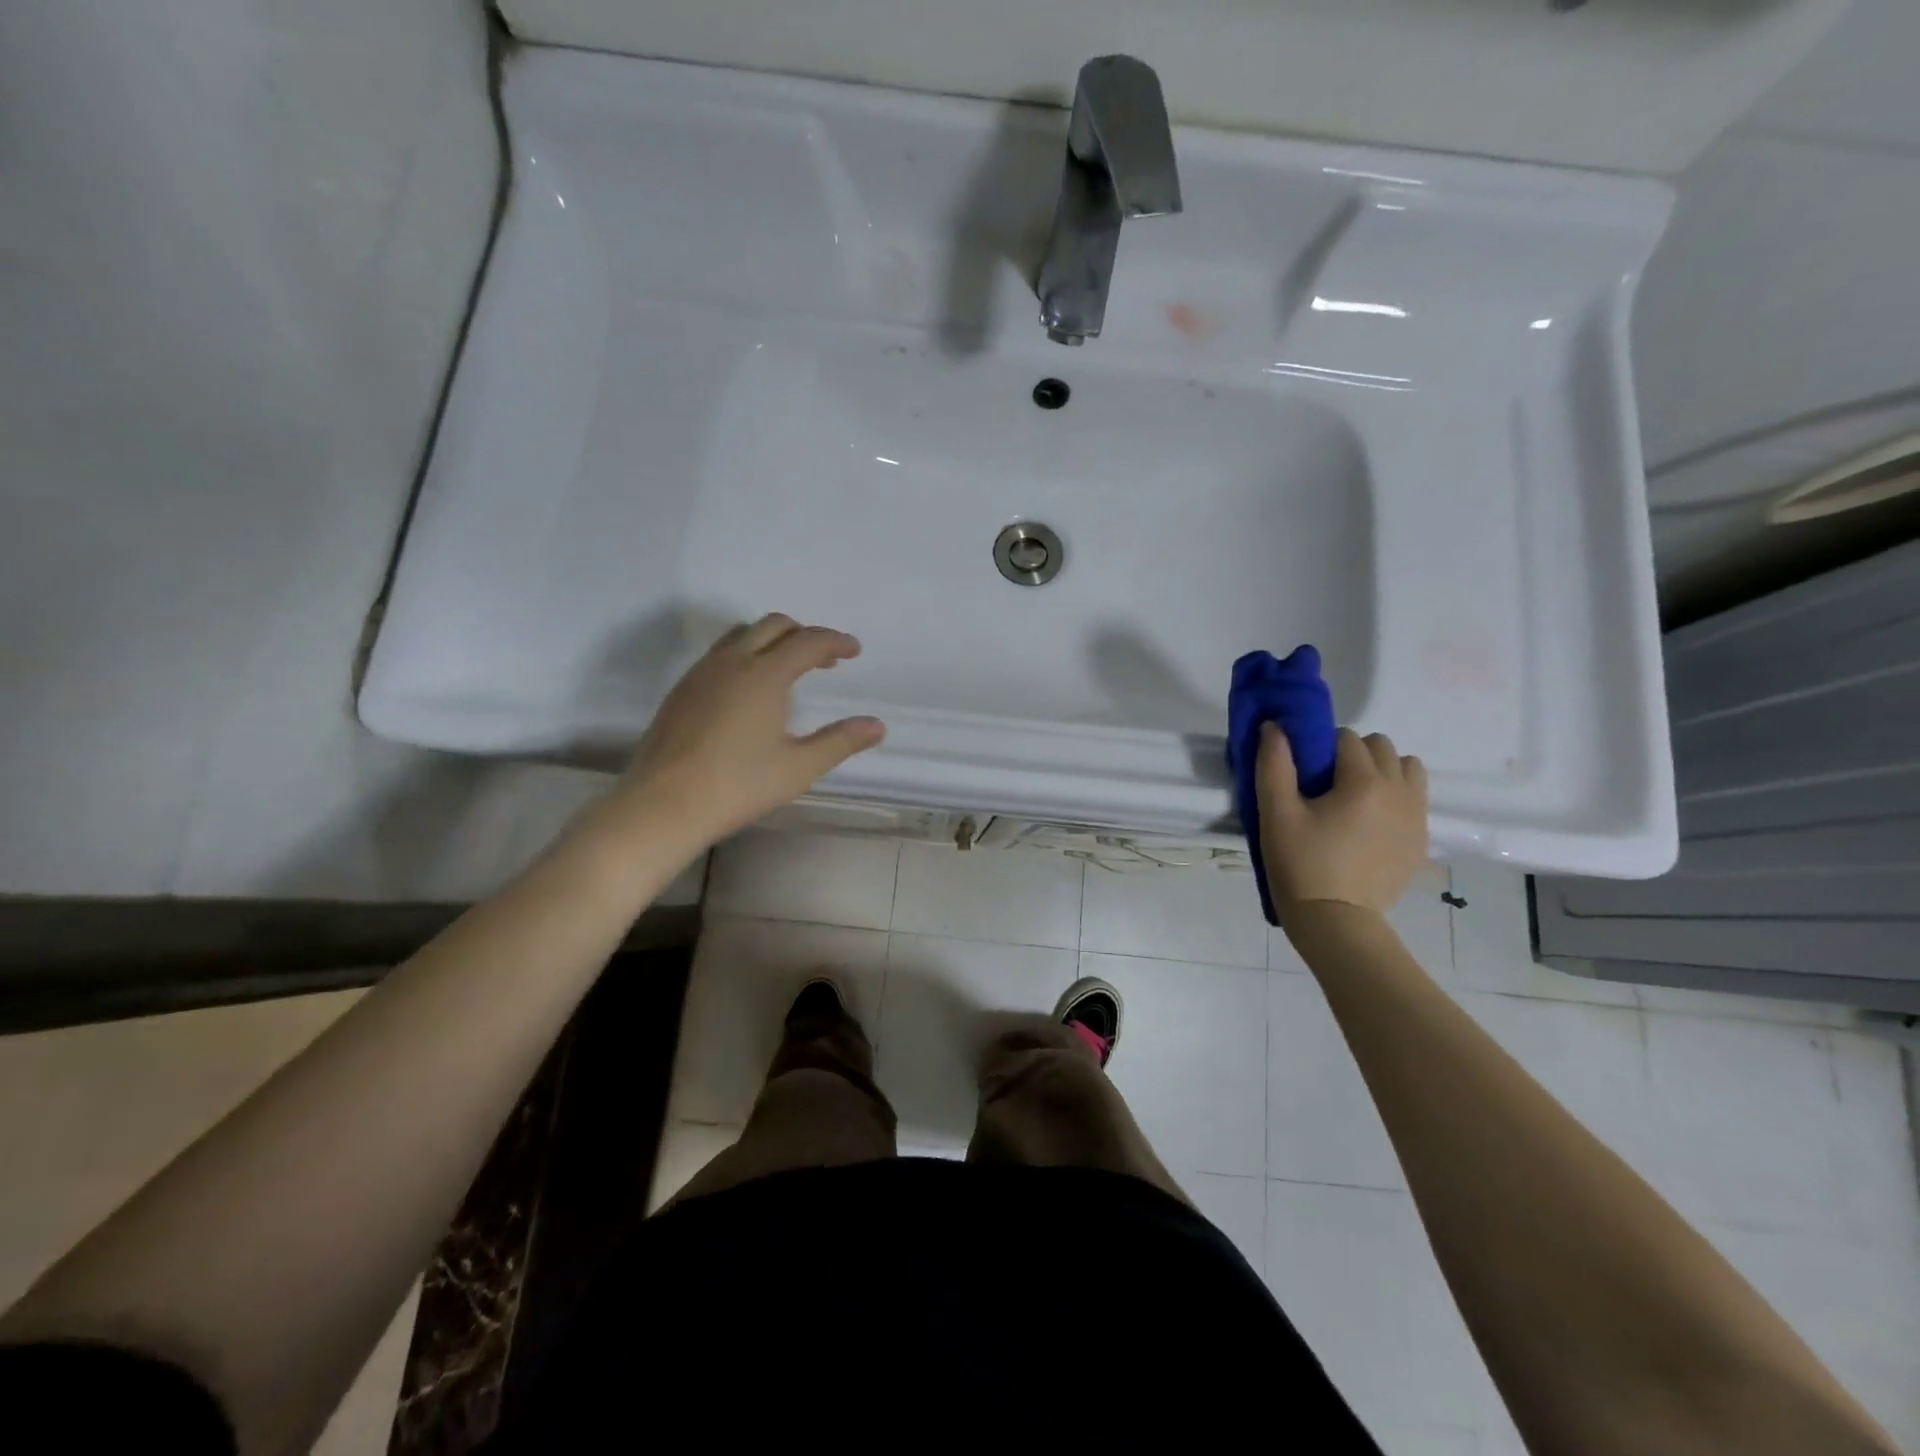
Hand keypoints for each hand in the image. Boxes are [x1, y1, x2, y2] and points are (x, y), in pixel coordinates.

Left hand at [606, 613, 885, 847]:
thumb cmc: (739, 785)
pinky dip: (745, 655)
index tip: (854, 651)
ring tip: (788, 670)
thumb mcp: (799, 767)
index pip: (808, 641)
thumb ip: (840, 741)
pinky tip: (749, 692)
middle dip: (804, 635)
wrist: (663, 805)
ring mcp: (701, 673)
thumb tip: (877, 726)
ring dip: (772, 640)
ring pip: (741, 634)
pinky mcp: (681, 690)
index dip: (836, 641)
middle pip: (773, 625)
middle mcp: (732, 661)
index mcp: (764, 674)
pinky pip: (720, 654)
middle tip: (825, 661)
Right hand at [1257, 724, 1427, 921]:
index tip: (1305, 772)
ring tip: (1355, 798)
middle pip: (1382, 746)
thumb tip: (1274, 726)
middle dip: (1354, 754)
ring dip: (1383, 771)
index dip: (1322, 747)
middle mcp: (1400, 791)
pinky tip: (1369, 824)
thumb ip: (1274, 764)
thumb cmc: (1300, 863)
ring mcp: (1416, 817)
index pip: (1347, 738)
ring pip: (1408, 769)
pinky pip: (1415, 799)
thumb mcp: (1276, 813)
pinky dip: (1396, 798)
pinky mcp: (1421, 840)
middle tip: (1326, 784)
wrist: (1335, 920)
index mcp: (1364, 781)